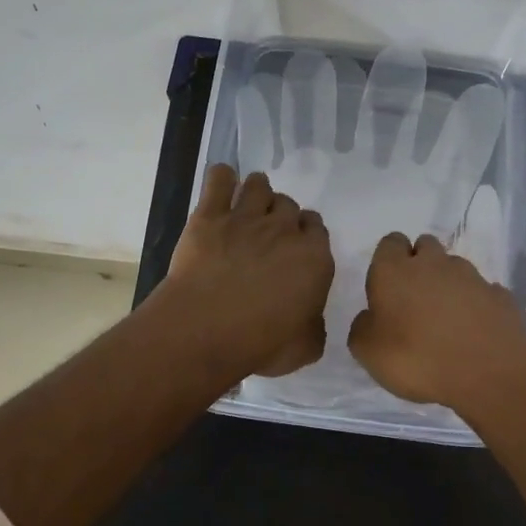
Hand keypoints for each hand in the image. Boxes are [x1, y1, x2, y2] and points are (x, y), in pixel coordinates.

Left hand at [158, 164, 334, 379]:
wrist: (208, 328)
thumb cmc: (263, 343)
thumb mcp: (305, 348)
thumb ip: (314, 328)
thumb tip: (311, 321)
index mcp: (314, 258)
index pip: (318, 229)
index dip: (307, 235)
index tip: (297, 248)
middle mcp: (284, 230)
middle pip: (289, 205)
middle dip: (282, 215)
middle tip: (269, 234)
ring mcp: (246, 217)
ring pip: (259, 185)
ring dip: (257, 191)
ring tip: (248, 204)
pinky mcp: (210, 215)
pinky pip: (219, 179)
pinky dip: (221, 177)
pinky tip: (221, 183)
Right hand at [348, 232, 525, 411]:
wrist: (488, 375)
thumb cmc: (417, 359)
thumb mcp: (368, 353)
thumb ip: (362, 327)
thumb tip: (370, 317)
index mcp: (395, 271)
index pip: (390, 243)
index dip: (388, 260)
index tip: (387, 287)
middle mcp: (434, 264)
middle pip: (425, 246)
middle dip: (419, 264)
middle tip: (414, 300)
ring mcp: (472, 277)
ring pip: (455, 268)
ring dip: (448, 285)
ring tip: (446, 320)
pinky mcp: (500, 296)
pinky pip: (483, 292)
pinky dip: (476, 305)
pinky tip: (474, 331)